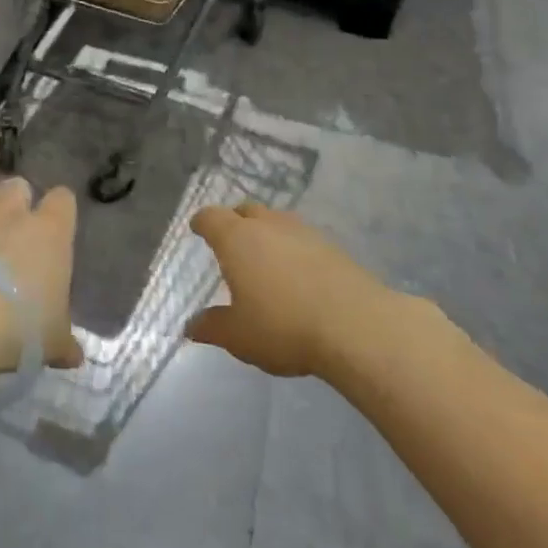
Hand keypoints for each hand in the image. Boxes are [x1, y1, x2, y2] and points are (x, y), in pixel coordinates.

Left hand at [0, 177, 83, 370]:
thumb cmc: (21, 325)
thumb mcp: (52, 342)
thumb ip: (63, 343)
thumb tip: (74, 356)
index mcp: (50, 232)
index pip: (62, 199)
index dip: (59, 210)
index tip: (57, 226)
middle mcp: (12, 216)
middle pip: (16, 185)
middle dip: (16, 199)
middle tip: (15, 226)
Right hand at [186, 202, 385, 377]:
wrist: (356, 326)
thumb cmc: (283, 326)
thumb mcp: (238, 336)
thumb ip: (212, 327)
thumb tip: (192, 326)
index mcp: (237, 239)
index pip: (211, 218)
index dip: (202, 222)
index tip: (197, 228)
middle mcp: (268, 225)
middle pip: (245, 210)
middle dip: (234, 221)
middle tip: (230, 242)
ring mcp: (303, 232)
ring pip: (277, 220)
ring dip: (266, 232)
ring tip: (265, 257)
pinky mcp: (333, 246)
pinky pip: (302, 238)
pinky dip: (292, 248)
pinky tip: (297, 273)